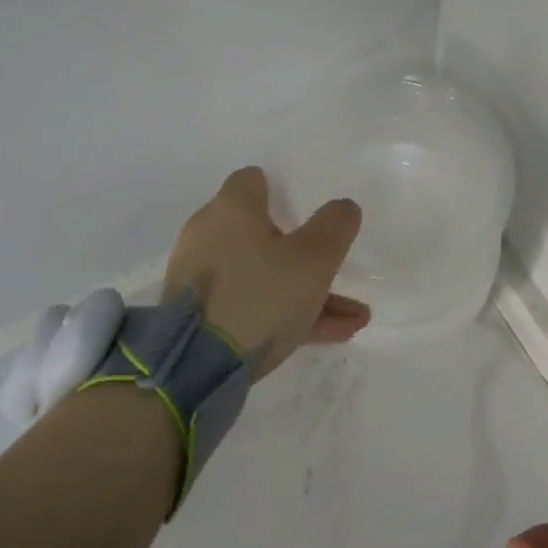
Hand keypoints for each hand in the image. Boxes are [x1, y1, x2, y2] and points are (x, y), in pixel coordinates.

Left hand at [163, 166, 369, 380]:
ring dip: (305, 291)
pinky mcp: (201, 313)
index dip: (281, 191)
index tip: (306, 211)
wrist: (196, 367)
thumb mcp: (313, 260)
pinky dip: (285, 313)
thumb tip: (343, 206)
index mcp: (232, 210)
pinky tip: (329, 335)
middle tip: (334, 269)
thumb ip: (335, 226)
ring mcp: (202, 277)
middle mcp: (210, 235)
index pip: (253, 180)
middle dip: (305, 253)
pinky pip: (251, 304)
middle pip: (262, 232)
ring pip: (264, 275)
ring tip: (351, 318)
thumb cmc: (260, 296)